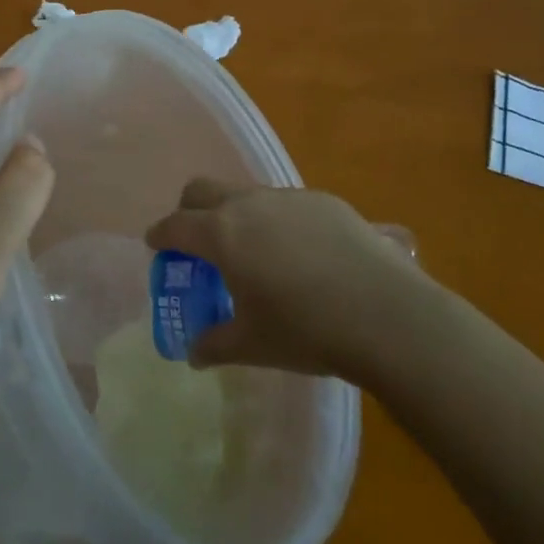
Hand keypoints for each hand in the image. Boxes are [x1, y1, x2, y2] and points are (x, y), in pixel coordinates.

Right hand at [144, 179, 427, 380]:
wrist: (388, 314)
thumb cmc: (308, 330)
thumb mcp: (254, 344)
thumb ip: (215, 344)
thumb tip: (193, 354)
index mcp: (222, 234)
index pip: (175, 224)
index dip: (160, 235)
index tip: (155, 245)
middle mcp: (249, 204)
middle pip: (203, 190)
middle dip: (190, 210)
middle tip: (197, 242)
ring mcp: (288, 198)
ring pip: (246, 194)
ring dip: (235, 215)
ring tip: (253, 253)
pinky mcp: (324, 200)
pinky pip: (285, 204)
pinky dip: (275, 222)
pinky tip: (300, 255)